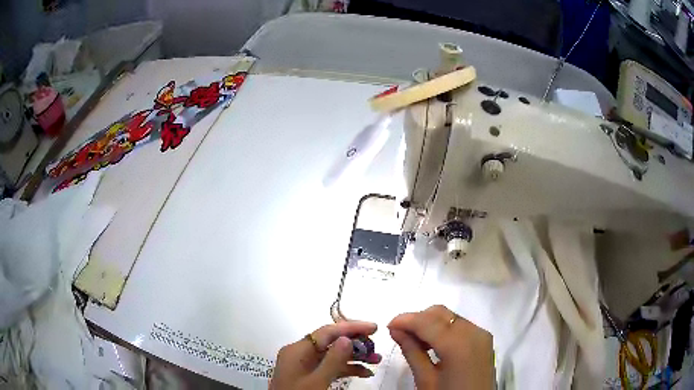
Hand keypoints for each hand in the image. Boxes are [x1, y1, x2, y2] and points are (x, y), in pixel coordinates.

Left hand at [270, 321, 381, 389]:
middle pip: (331, 343)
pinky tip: (364, 373)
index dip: (351, 328)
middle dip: (356, 345)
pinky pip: (330, 367)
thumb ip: (333, 360)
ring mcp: (305, 365)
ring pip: (333, 356)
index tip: (374, 328)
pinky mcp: (309, 375)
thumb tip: (347, 338)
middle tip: (377, 348)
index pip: (327, 332)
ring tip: (377, 361)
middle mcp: (300, 353)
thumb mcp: (318, 380)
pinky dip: (347, 369)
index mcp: (297, 350)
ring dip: (355, 358)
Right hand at [388, 305, 493, 388]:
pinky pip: (460, 325)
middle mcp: (473, 332)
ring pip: (450, 317)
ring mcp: (481, 334)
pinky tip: (433, 344)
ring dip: (430, 323)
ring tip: (415, 341)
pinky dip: (444, 329)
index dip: (405, 320)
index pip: (427, 321)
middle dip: (418, 319)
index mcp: (458, 344)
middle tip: (400, 334)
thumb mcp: (425, 379)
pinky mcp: (484, 340)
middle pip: (440, 313)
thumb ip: (411, 351)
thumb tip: (395, 330)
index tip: (388, 326)